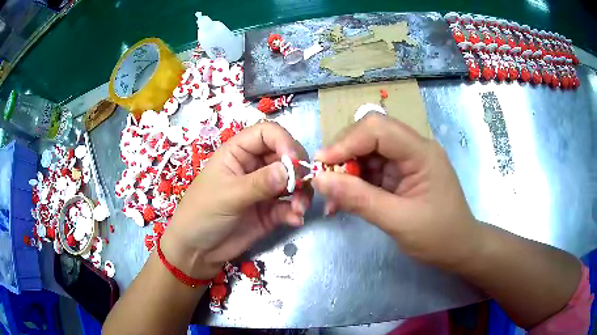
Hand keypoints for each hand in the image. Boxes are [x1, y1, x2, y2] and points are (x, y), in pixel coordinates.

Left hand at [160, 122, 311, 278]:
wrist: (198, 251)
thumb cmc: (202, 213)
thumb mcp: (228, 195)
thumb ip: (259, 183)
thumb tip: (290, 170)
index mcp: (238, 153)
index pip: (267, 133)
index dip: (283, 141)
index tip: (294, 160)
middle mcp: (254, 166)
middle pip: (286, 155)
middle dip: (298, 169)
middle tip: (302, 185)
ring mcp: (264, 189)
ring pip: (292, 181)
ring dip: (301, 192)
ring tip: (299, 208)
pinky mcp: (270, 211)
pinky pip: (289, 205)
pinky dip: (295, 211)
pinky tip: (294, 220)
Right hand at [312, 114, 479, 268]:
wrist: (459, 249)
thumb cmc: (438, 236)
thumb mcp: (398, 221)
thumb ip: (359, 199)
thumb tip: (319, 180)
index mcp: (421, 152)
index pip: (378, 129)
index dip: (346, 142)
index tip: (321, 164)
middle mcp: (413, 149)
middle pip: (370, 136)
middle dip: (344, 155)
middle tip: (323, 179)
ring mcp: (407, 162)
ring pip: (367, 153)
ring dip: (346, 172)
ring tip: (331, 197)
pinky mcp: (401, 175)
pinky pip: (372, 171)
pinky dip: (354, 183)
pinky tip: (343, 200)